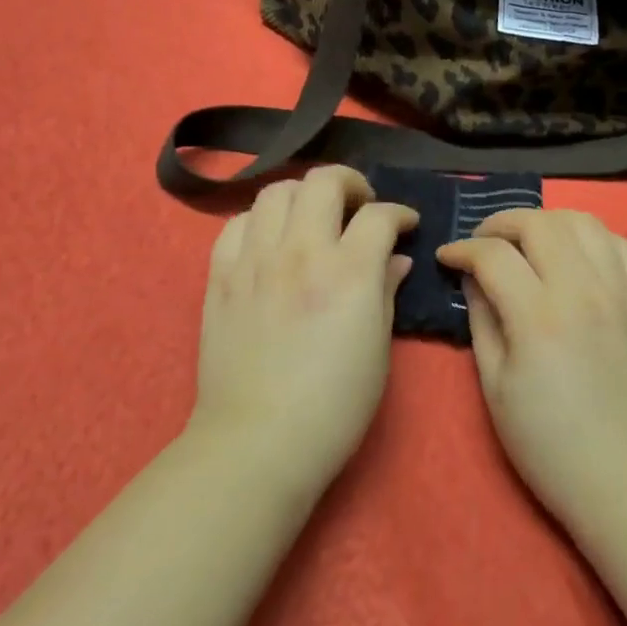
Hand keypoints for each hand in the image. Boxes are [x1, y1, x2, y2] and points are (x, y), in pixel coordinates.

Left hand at [192, 166, 417, 498]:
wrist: (256, 443)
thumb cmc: (333, 406)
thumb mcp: (377, 350)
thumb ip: (386, 292)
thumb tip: (397, 260)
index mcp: (348, 272)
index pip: (378, 215)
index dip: (399, 213)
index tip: (405, 225)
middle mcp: (301, 252)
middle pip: (323, 182)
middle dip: (350, 183)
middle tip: (360, 205)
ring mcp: (255, 260)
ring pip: (276, 192)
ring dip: (303, 195)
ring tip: (313, 217)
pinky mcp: (221, 276)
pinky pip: (235, 224)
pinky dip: (258, 221)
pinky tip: (270, 241)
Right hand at [437, 210, 626, 535]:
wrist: (626, 479)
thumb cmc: (549, 444)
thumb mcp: (496, 387)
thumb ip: (482, 320)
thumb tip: (473, 276)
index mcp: (539, 317)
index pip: (493, 255)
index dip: (462, 249)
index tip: (448, 257)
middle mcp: (583, 290)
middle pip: (539, 223)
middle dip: (501, 223)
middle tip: (484, 242)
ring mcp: (621, 292)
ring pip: (584, 221)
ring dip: (548, 221)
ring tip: (529, 241)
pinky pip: (622, 245)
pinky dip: (594, 238)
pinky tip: (578, 254)